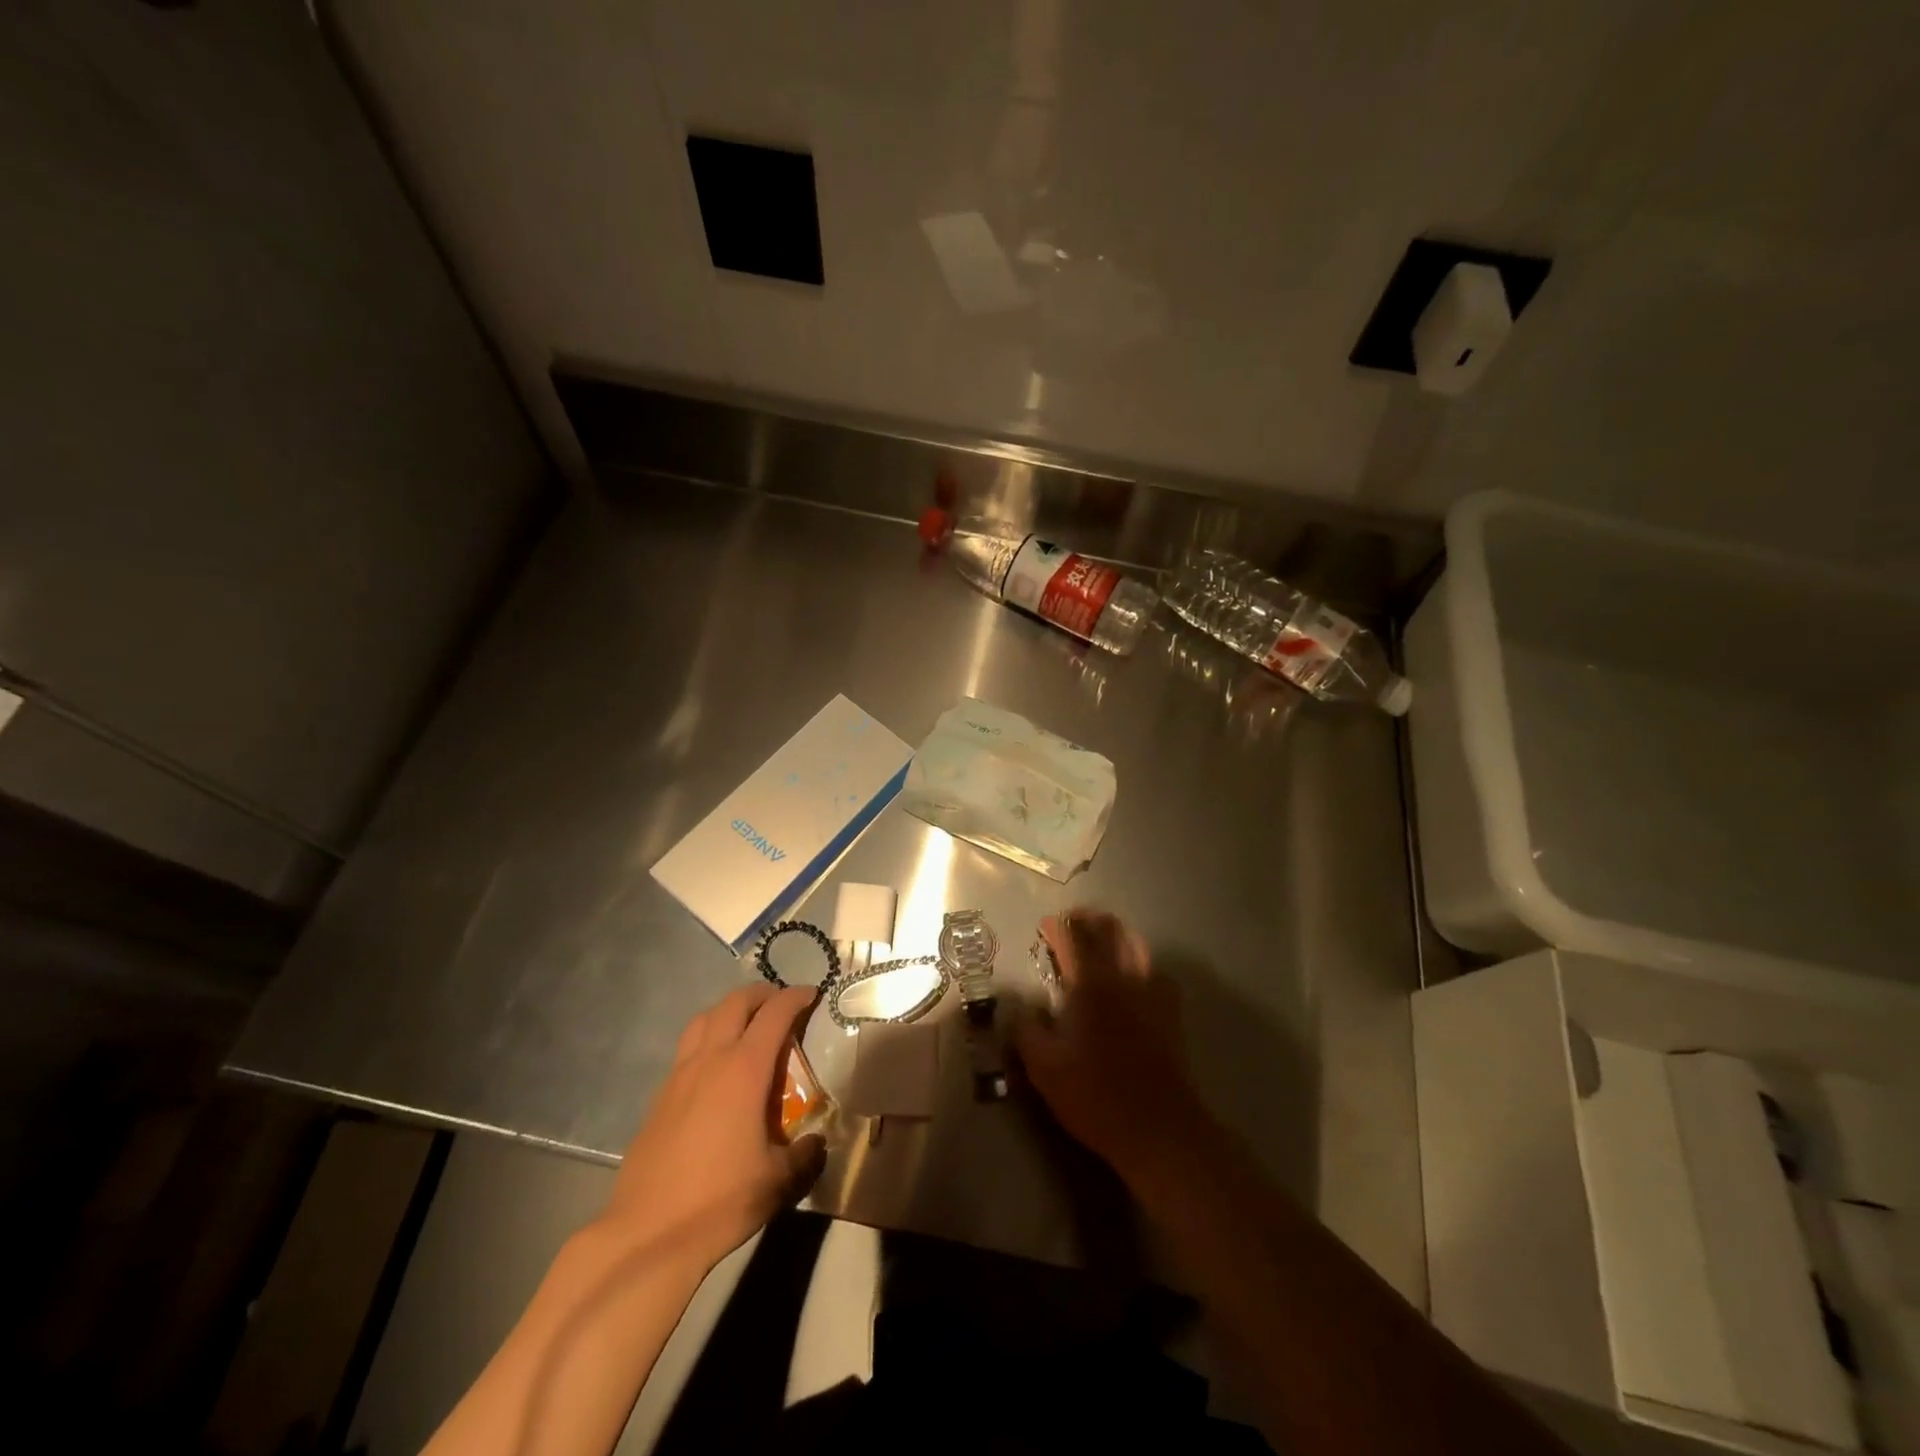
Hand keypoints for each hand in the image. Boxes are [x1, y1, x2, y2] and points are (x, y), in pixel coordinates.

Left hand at [593, 983, 826, 1270]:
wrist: (647, 1235)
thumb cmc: (720, 1200)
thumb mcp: (778, 1181)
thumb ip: (805, 1155)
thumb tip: (816, 1143)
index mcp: (744, 1069)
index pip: (774, 1014)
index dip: (796, 997)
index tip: (812, 994)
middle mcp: (710, 1060)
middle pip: (734, 1004)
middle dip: (761, 995)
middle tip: (780, 1003)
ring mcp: (678, 1076)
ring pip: (703, 1019)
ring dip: (728, 1010)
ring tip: (745, 1024)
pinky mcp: (658, 1097)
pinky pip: (686, 1049)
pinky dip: (706, 1039)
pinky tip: (714, 1069)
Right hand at [1013, 908, 1215, 1186]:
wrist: (1160, 1129)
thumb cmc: (1096, 1097)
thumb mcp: (1045, 1069)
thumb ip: (1027, 1032)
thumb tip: (1022, 1010)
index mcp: (1091, 986)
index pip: (1074, 939)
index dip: (1058, 927)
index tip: (1045, 926)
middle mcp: (1124, 979)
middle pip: (1110, 932)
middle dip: (1089, 921)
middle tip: (1073, 923)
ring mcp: (1152, 994)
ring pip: (1137, 946)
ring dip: (1117, 935)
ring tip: (1102, 939)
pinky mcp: (1171, 1013)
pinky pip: (1156, 972)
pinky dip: (1140, 962)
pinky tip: (1133, 977)